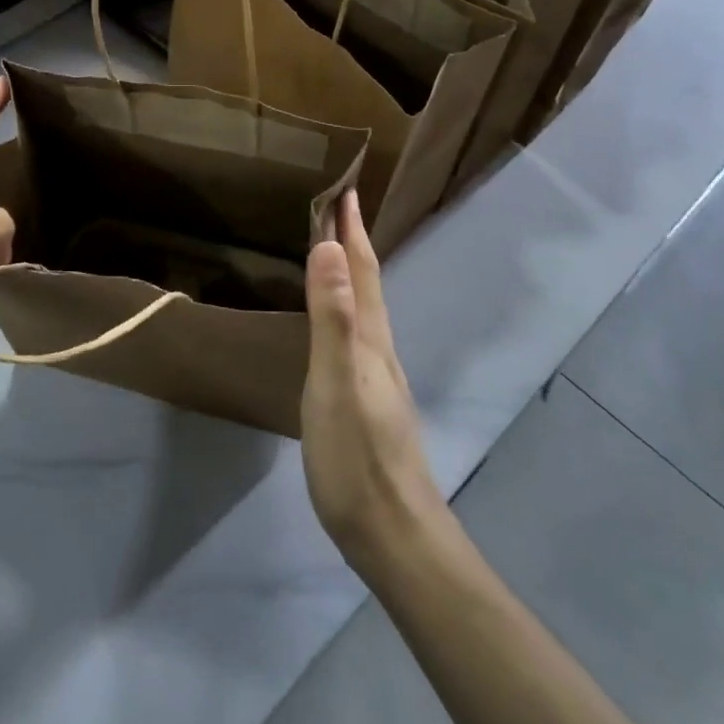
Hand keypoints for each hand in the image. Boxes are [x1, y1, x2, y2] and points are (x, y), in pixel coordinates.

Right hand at [301, 190, 443, 574]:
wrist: (395, 535)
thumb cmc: (357, 459)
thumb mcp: (336, 384)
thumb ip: (332, 319)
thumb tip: (328, 248)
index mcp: (371, 339)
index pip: (363, 269)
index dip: (352, 229)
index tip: (346, 188)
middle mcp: (381, 350)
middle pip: (370, 283)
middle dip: (354, 242)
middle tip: (340, 208)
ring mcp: (380, 379)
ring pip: (368, 309)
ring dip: (354, 273)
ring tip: (337, 253)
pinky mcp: (371, 402)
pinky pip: (360, 335)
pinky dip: (349, 310)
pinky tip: (342, 326)